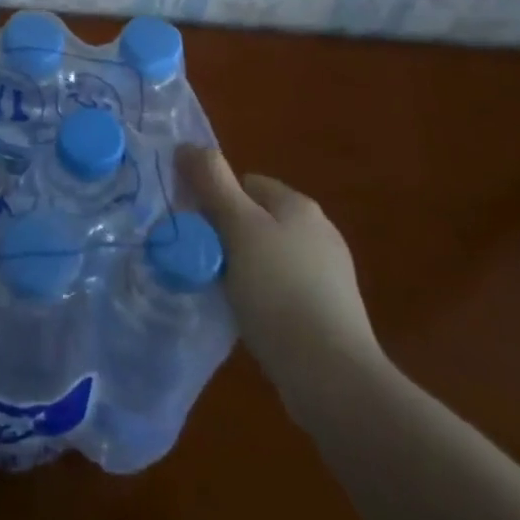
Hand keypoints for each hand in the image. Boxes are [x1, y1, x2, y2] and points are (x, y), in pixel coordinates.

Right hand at [181, 146, 386, 415]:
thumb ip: (212, 183)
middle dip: (225, 236)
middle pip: (254, 218)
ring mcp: (328, 272)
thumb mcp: (238, 229)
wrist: (331, 375)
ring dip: (241, 268)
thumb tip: (187, 145)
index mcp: (298, 205)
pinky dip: (262, 296)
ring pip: (266, 254)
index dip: (214, 201)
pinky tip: (250, 317)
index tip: (197, 232)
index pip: (244, 183)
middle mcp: (318, 230)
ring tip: (223, 294)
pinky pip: (281, 287)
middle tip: (204, 264)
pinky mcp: (328, 310)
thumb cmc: (279, 291)